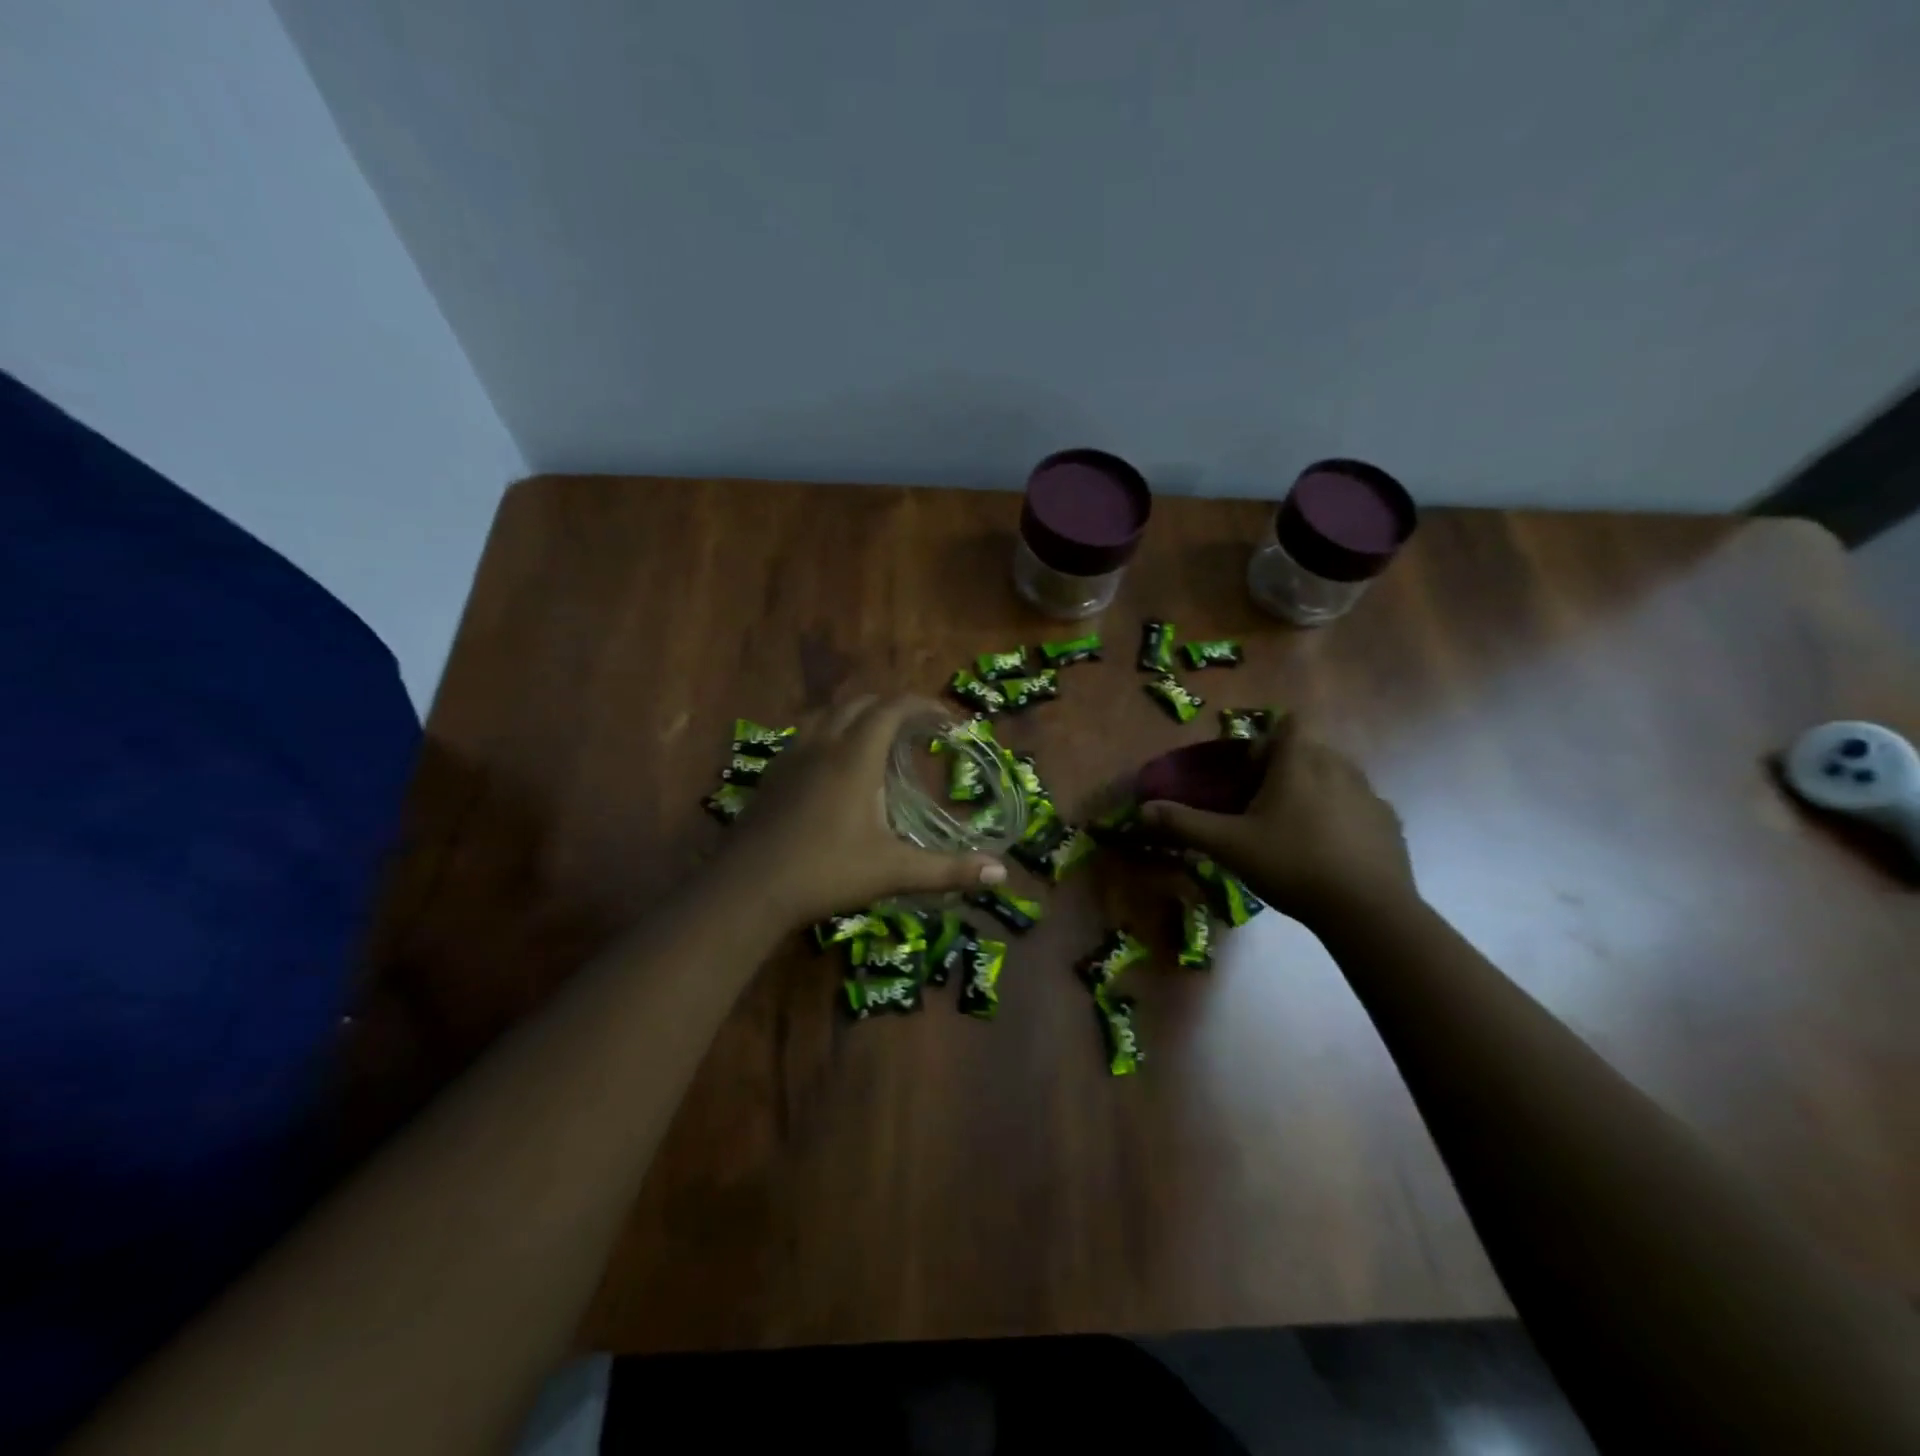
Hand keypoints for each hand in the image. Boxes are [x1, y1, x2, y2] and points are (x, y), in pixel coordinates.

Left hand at [721, 694, 1007, 925]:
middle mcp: (822, 745)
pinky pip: (805, 736)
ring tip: (877, 741)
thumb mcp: (893, 871)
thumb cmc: (825, 873)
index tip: (947, 720)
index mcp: (854, 757)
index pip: (892, 708)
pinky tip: (833, 769)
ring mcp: (790, 758)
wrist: (747, 889)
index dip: (923, 705)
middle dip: (892, 708)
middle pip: (859, 704)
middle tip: (917, 730)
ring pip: (826, 715)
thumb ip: (947, 870)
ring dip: (856, 717)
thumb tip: (1001, 874)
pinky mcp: (771, 776)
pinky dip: (829, 735)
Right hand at [1142, 716, 1415, 928]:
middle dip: (1287, 768)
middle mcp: (1338, 767)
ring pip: (1337, 776)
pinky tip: (1329, 851)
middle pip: (1310, 750)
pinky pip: (1359, 807)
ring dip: (1316, 791)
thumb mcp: (1228, 845)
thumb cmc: (1291, 864)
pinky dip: (1342, 818)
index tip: (1252, 772)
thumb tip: (1141, 810)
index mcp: (1299, 763)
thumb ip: (1184, 824)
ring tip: (1295, 828)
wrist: (1367, 910)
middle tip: (1264, 805)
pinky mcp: (1389, 823)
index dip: (1268, 741)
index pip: (1288, 724)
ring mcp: (1370, 795)